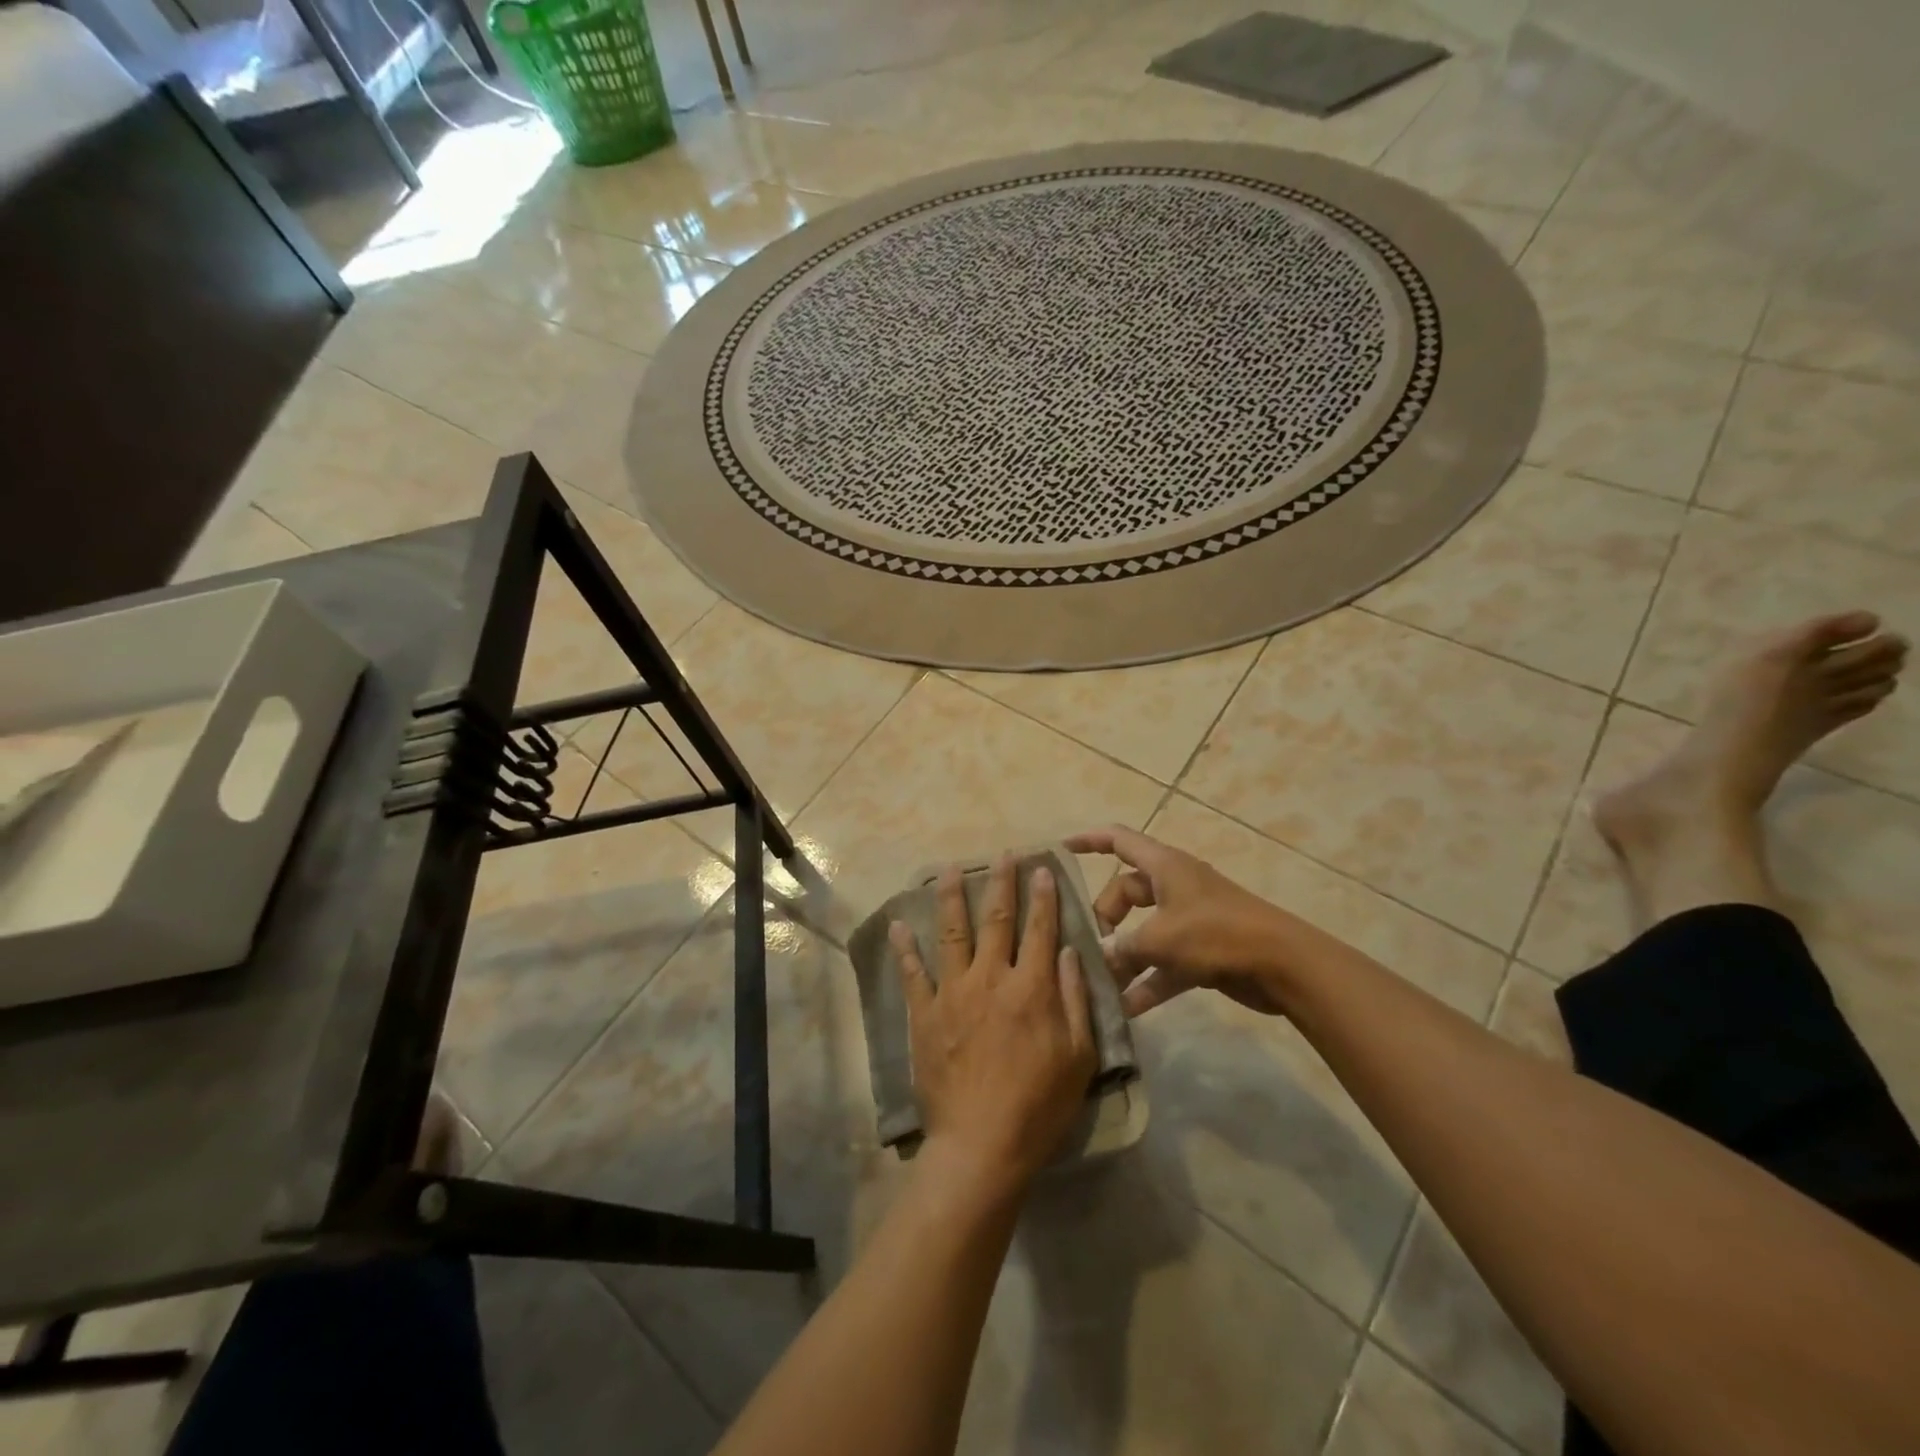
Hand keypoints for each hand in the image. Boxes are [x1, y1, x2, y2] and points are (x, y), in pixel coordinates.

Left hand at [890, 858, 1097, 1188]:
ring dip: (951, 898)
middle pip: (997, 920)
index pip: (1040, 929)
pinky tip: (898, 926)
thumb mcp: (1079, 1056)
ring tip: (949, 870)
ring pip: (952, 933)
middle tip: (1003, 855)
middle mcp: (991, 978)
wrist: (982, 1144)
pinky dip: (905, 949)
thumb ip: (1075, 999)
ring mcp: (953, 993)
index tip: (1041, 868)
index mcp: (1032, 988)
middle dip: (1002, 883)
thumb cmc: (1039, 1105)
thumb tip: (1069, 951)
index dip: (1043, 897)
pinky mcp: (925, 1014)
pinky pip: (913, 974)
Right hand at [1065, 825, 1292, 1016]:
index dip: (1089, 840)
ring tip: (1100, 983)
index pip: (1119, 840)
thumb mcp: (1161, 938)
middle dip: (1105, 918)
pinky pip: (1164, 963)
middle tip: (1090, 945)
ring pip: (1144, 931)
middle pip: (1126, 892)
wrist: (1282, 965)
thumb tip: (1100, 958)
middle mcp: (1174, 887)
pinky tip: (1127, 1009)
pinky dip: (1148, 981)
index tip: (1061, 850)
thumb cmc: (1217, 934)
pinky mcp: (1202, 951)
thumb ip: (1123, 947)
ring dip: (1124, 956)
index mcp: (1164, 866)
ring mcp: (1189, 919)